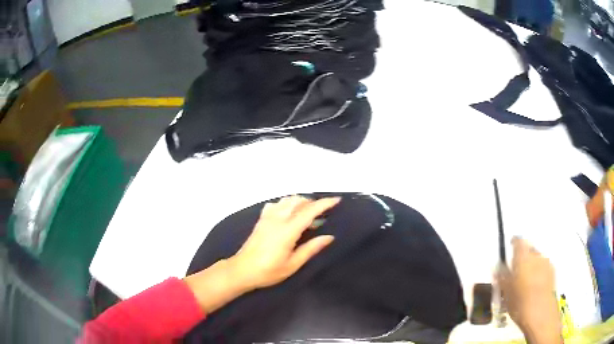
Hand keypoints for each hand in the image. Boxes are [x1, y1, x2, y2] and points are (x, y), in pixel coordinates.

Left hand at [184, 196, 339, 313]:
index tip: (337, 200)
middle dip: (313, 202)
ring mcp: (267, 217)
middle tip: (322, 214)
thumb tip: (329, 237)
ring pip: (286, 200)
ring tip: (308, 214)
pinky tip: (288, 214)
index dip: (324, 204)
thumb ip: (311, 248)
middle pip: (298, 201)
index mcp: (287, 230)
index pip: (309, 211)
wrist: (242, 270)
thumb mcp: (293, 264)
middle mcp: (277, 219)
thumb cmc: (269, 271)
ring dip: (300, 202)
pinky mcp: (261, 220)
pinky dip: (286, 204)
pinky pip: (276, 204)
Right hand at [497, 237, 561, 343]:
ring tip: (525, 280)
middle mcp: (536, 255)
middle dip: (523, 256)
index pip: (518, 241)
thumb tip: (498, 268)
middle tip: (516, 269)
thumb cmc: (519, 302)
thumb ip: (502, 277)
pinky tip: (534, 286)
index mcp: (523, 257)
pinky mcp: (552, 273)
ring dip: (531, 264)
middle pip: (529, 249)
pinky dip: (538, 272)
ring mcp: (547, 263)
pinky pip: (543, 267)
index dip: (514, 242)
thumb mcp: (506, 292)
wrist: (540, 313)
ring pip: (537, 258)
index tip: (510, 246)